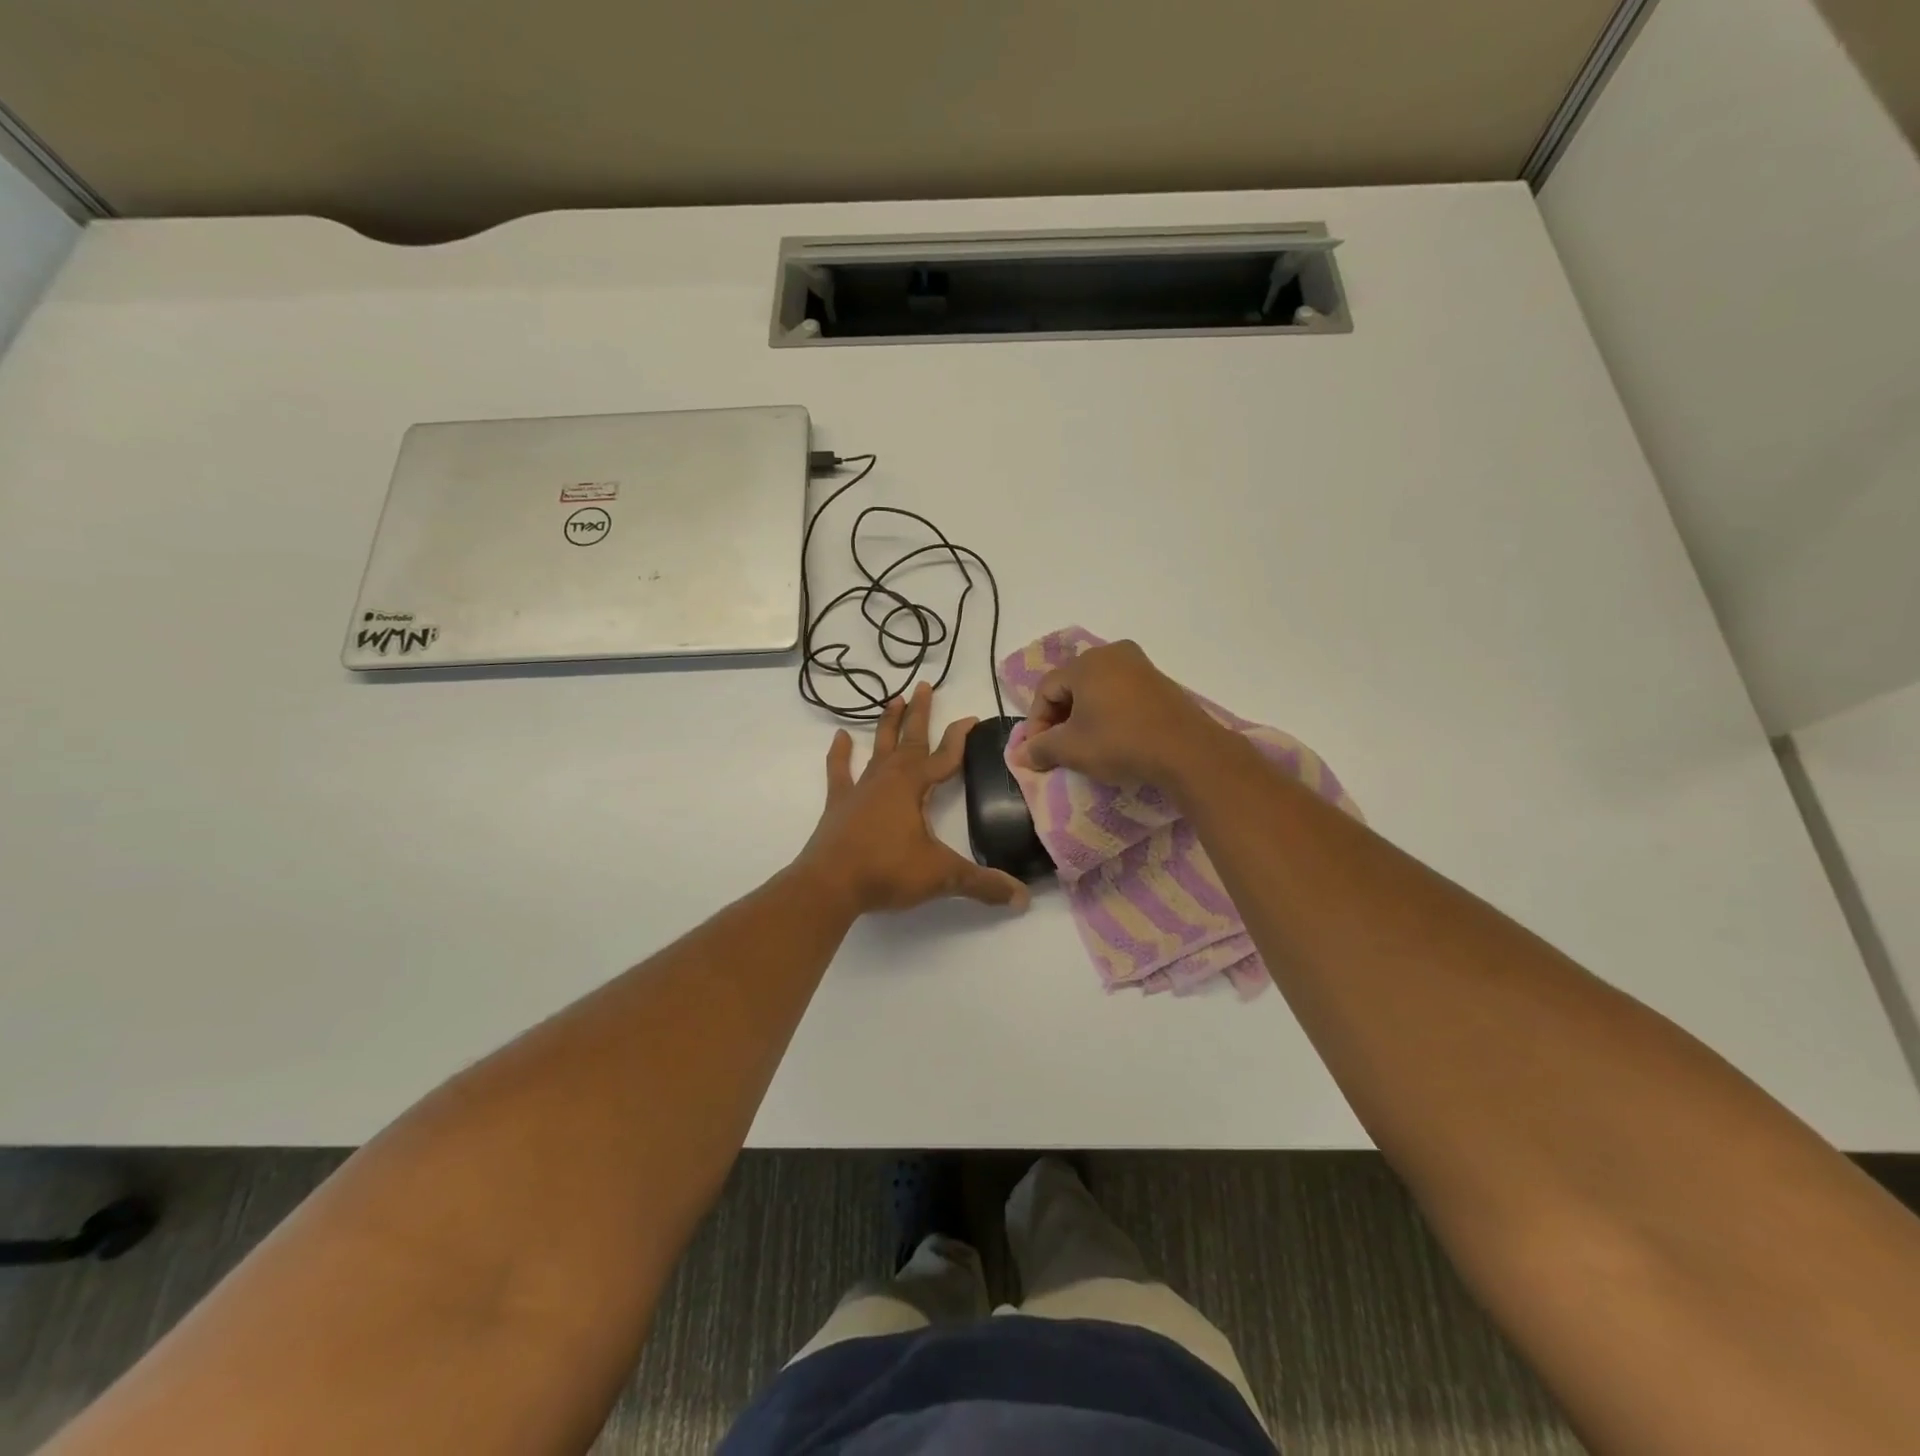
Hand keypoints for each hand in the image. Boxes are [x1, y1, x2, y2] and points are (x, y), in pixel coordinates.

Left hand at [797, 684, 1029, 915]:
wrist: (829, 885)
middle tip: (924, 685)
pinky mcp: (839, 804)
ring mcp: (860, 789)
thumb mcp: (941, 876)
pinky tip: (841, 737)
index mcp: (914, 787)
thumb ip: (982, 884)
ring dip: (887, 724)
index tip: (972, 717)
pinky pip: (840, 771)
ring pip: (878, 747)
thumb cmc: (887, 872)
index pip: (944, 756)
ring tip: (893, 699)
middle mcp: (888, 779)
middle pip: (910, 739)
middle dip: (920, 713)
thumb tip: (1022, 898)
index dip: (960, 737)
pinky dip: (840, 754)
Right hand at [1012, 640, 1230, 787]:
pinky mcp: (1160, 682)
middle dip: (1059, 718)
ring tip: (1083, 745)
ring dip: (1083, 716)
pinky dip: (1108, 713)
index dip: (1036, 722)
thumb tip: (1019, 755)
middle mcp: (1112, 654)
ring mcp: (1140, 665)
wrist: (1187, 751)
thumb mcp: (1072, 749)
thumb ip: (1040, 749)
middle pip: (1071, 685)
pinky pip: (1121, 693)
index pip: (1046, 689)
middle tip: (1057, 748)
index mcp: (1086, 663)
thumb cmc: (1120, 743)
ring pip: (1097, 689)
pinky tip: (1111, 737)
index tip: (1037, 752)